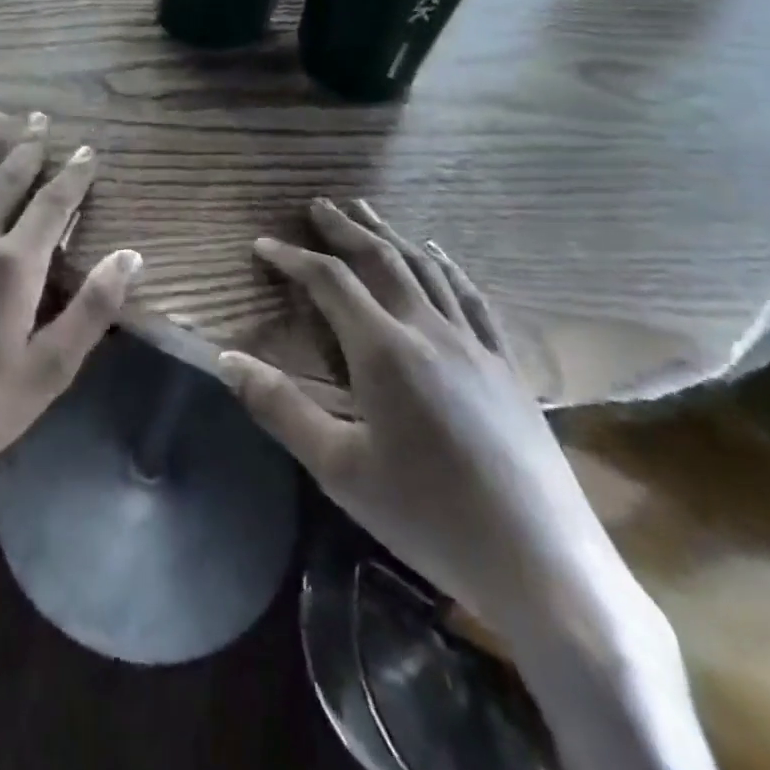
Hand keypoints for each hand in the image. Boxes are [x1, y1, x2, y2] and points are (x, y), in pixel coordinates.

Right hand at [216, 198, 617, 642]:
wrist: (543, 565)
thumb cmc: (429, 517)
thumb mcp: (339, 469)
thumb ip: (280, 407)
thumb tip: (226, 358)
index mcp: (385, 351)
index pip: (330, 282)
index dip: (293, 257)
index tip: (262, 243)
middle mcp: (429, 331)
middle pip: (381, 260)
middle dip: (345, 228)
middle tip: (318, 204)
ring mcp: (475, 344)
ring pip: (426, 269)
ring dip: (391, 235)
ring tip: (367, 212)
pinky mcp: (506, 365)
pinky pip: (471, 298)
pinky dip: (447, 266)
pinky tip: (438, 254)